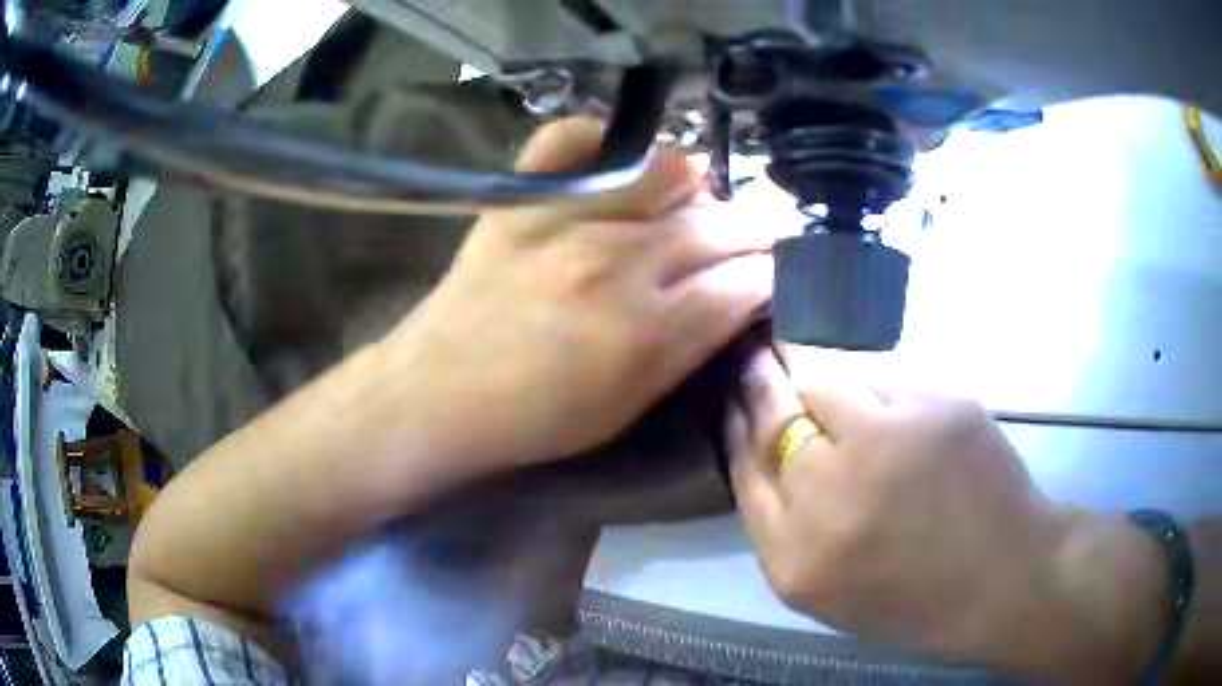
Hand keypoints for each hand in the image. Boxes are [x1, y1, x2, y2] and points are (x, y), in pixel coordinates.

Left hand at [384, 118, 773, 468]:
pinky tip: (616, 162)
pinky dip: (601, 140)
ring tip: (693, 207)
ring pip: (666, 173)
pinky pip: (568, 138)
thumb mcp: (629, 406)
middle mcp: (618, 259)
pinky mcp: (521, 198)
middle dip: (754, 230)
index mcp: (648, 328)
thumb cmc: (536, 418)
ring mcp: (566, 217)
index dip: (770, 275)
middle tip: (755, 237)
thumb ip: (690, 348)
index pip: (744, 281)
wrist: (437, 395)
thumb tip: (738, 297)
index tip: (773, 274)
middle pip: (718, 225)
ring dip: (696, 190)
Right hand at [730, 351, 1169, 682]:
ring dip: (816, 376)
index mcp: (795, 556)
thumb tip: (761, 445)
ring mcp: (888, 440)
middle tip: (756, 358)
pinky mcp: (936, 404)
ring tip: (829, 375)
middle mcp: (831, 491)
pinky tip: (893, 411)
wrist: (1005, 578)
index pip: (743, 465)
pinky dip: (877, 390)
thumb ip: (784, 524)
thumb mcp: (825, 588)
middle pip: (772, 411)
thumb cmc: (913, 598)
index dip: (735, 423)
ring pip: (825, 379)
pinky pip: (884, 381)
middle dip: (759, 379)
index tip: (733, 399)